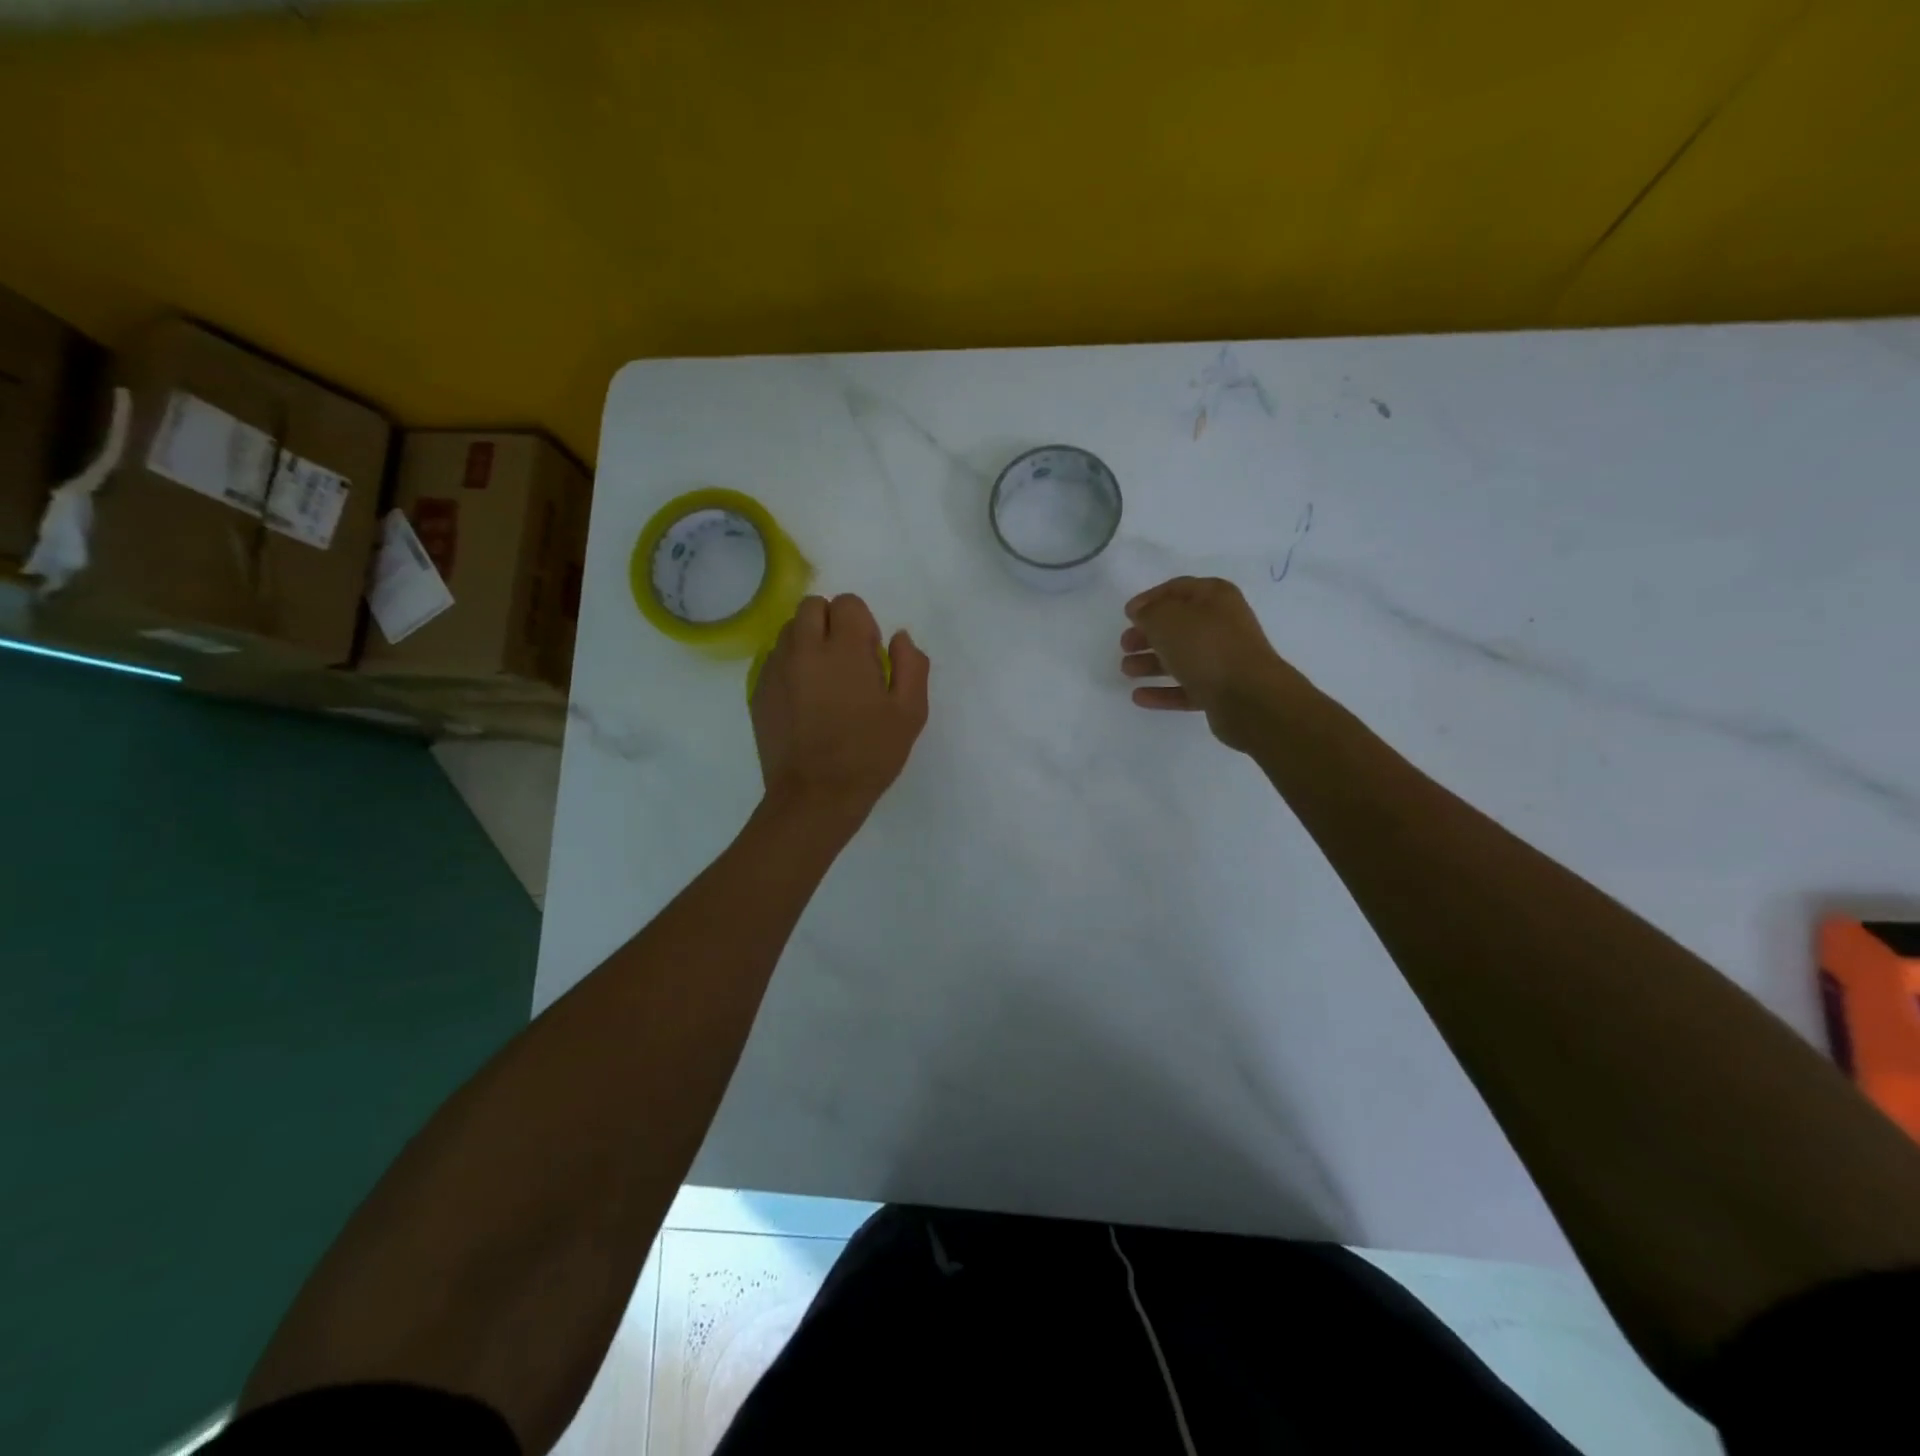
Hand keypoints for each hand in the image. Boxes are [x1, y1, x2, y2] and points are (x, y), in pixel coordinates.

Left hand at [751, 593, 929, 823]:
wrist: (815, 796)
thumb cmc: (869, 755)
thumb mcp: (910, 713)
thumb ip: (911, 666)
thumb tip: (899, 637)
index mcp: (844, 650)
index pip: (848, 603)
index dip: (863, 624)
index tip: (869, 656)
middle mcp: (804, 649)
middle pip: (812, 606)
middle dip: (832, 622)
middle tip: (846, 660)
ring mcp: (776, 669)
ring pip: (790, 631)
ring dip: (809, 642)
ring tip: (824, 680)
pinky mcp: (758, 691)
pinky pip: (774, 660)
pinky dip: (791, 666)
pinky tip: (805, 701)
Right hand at [1120, 576, 1307, 750]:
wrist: (1248, 697)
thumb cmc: (1206, 647)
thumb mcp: (1167, 619)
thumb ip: (1149, 612)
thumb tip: (1142, 613)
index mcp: (1215, 597)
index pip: (1177, 589)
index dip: (1150, 599)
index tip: (1127, 614)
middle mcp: (1221, 624)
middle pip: (1178, 625)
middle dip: (1148, 634)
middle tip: (1125, 645)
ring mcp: (1222, 659)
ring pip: (1180, 657)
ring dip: (1151, 663)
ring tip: (1126, 671)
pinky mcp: (1220, 690)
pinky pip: (1185, 687)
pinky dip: (1162, 691)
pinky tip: (1139, 697)